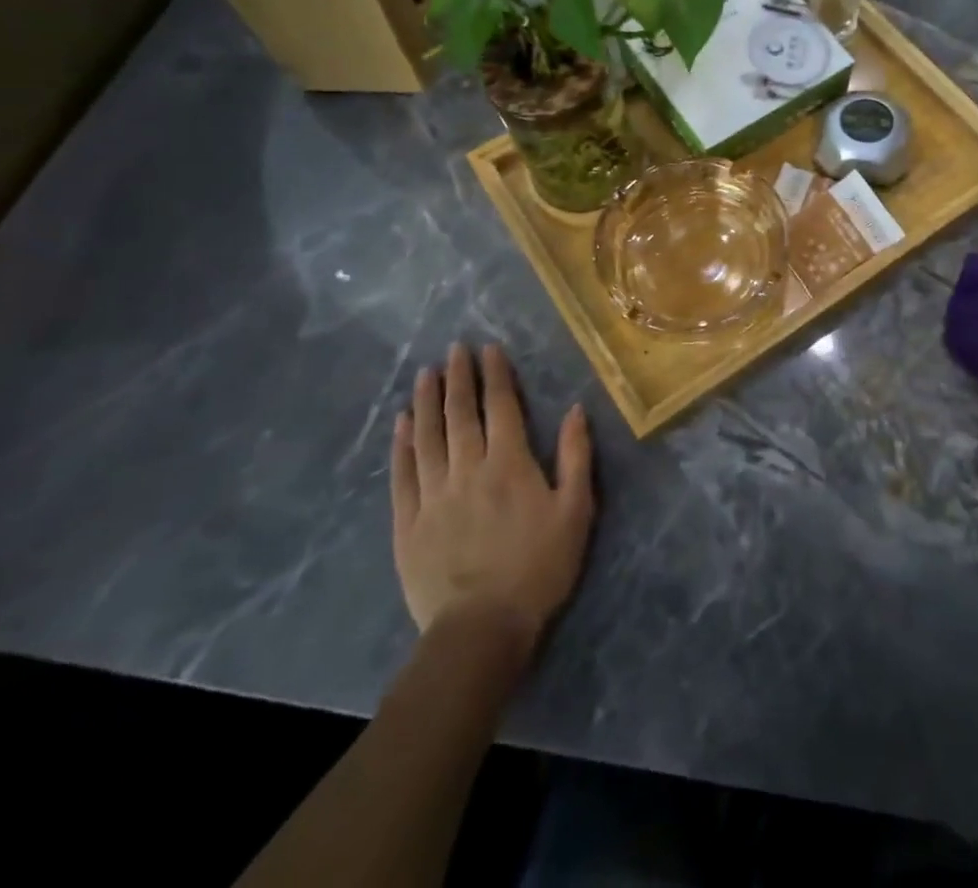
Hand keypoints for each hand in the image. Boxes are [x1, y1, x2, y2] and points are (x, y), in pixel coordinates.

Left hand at [391, 343, 593, 649]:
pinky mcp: (408, 523)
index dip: (495, 375)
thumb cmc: (539, 567)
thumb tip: (575, 409)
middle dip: (458, 378)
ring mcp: (433, 495)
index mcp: (510, 463)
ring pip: (427, 436)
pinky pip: (402, 474)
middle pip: (460, 414)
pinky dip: (401, 445)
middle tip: (454, 349)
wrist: (482, 628)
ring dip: (426, 401)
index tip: (488, 349)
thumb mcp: (576, 510)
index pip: (500, 406)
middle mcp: (468, 468)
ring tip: (425, 373)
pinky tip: (400, 424)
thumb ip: (576, 456)